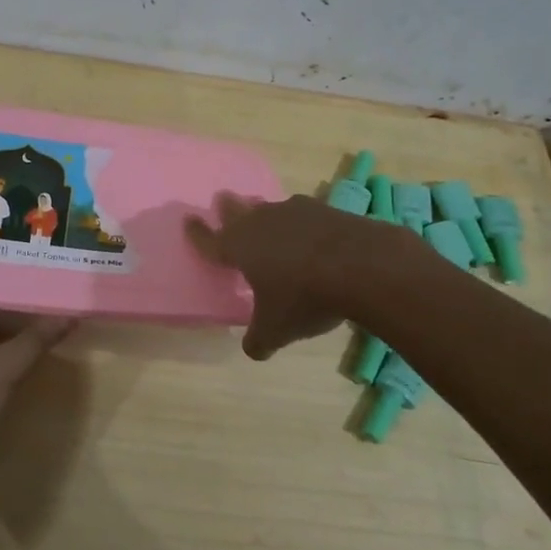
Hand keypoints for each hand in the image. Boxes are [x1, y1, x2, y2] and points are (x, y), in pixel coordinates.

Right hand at [186, 193, 371, 358]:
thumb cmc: (304, 297)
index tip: (188, 221)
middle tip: (223, 200)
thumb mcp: (276, 330)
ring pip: (272, 209)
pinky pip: (306, 215)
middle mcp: (262, 222)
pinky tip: (313, 235)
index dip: (198, 233)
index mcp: (240, 247)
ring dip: (267, 214)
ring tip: (268, 219)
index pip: (210, 239)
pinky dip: (304, 224)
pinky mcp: (328, 210)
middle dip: (228, 208)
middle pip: (238, 211)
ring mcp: (296, 212)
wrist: (362, 265)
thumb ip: (259, 339)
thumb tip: (253, 349)